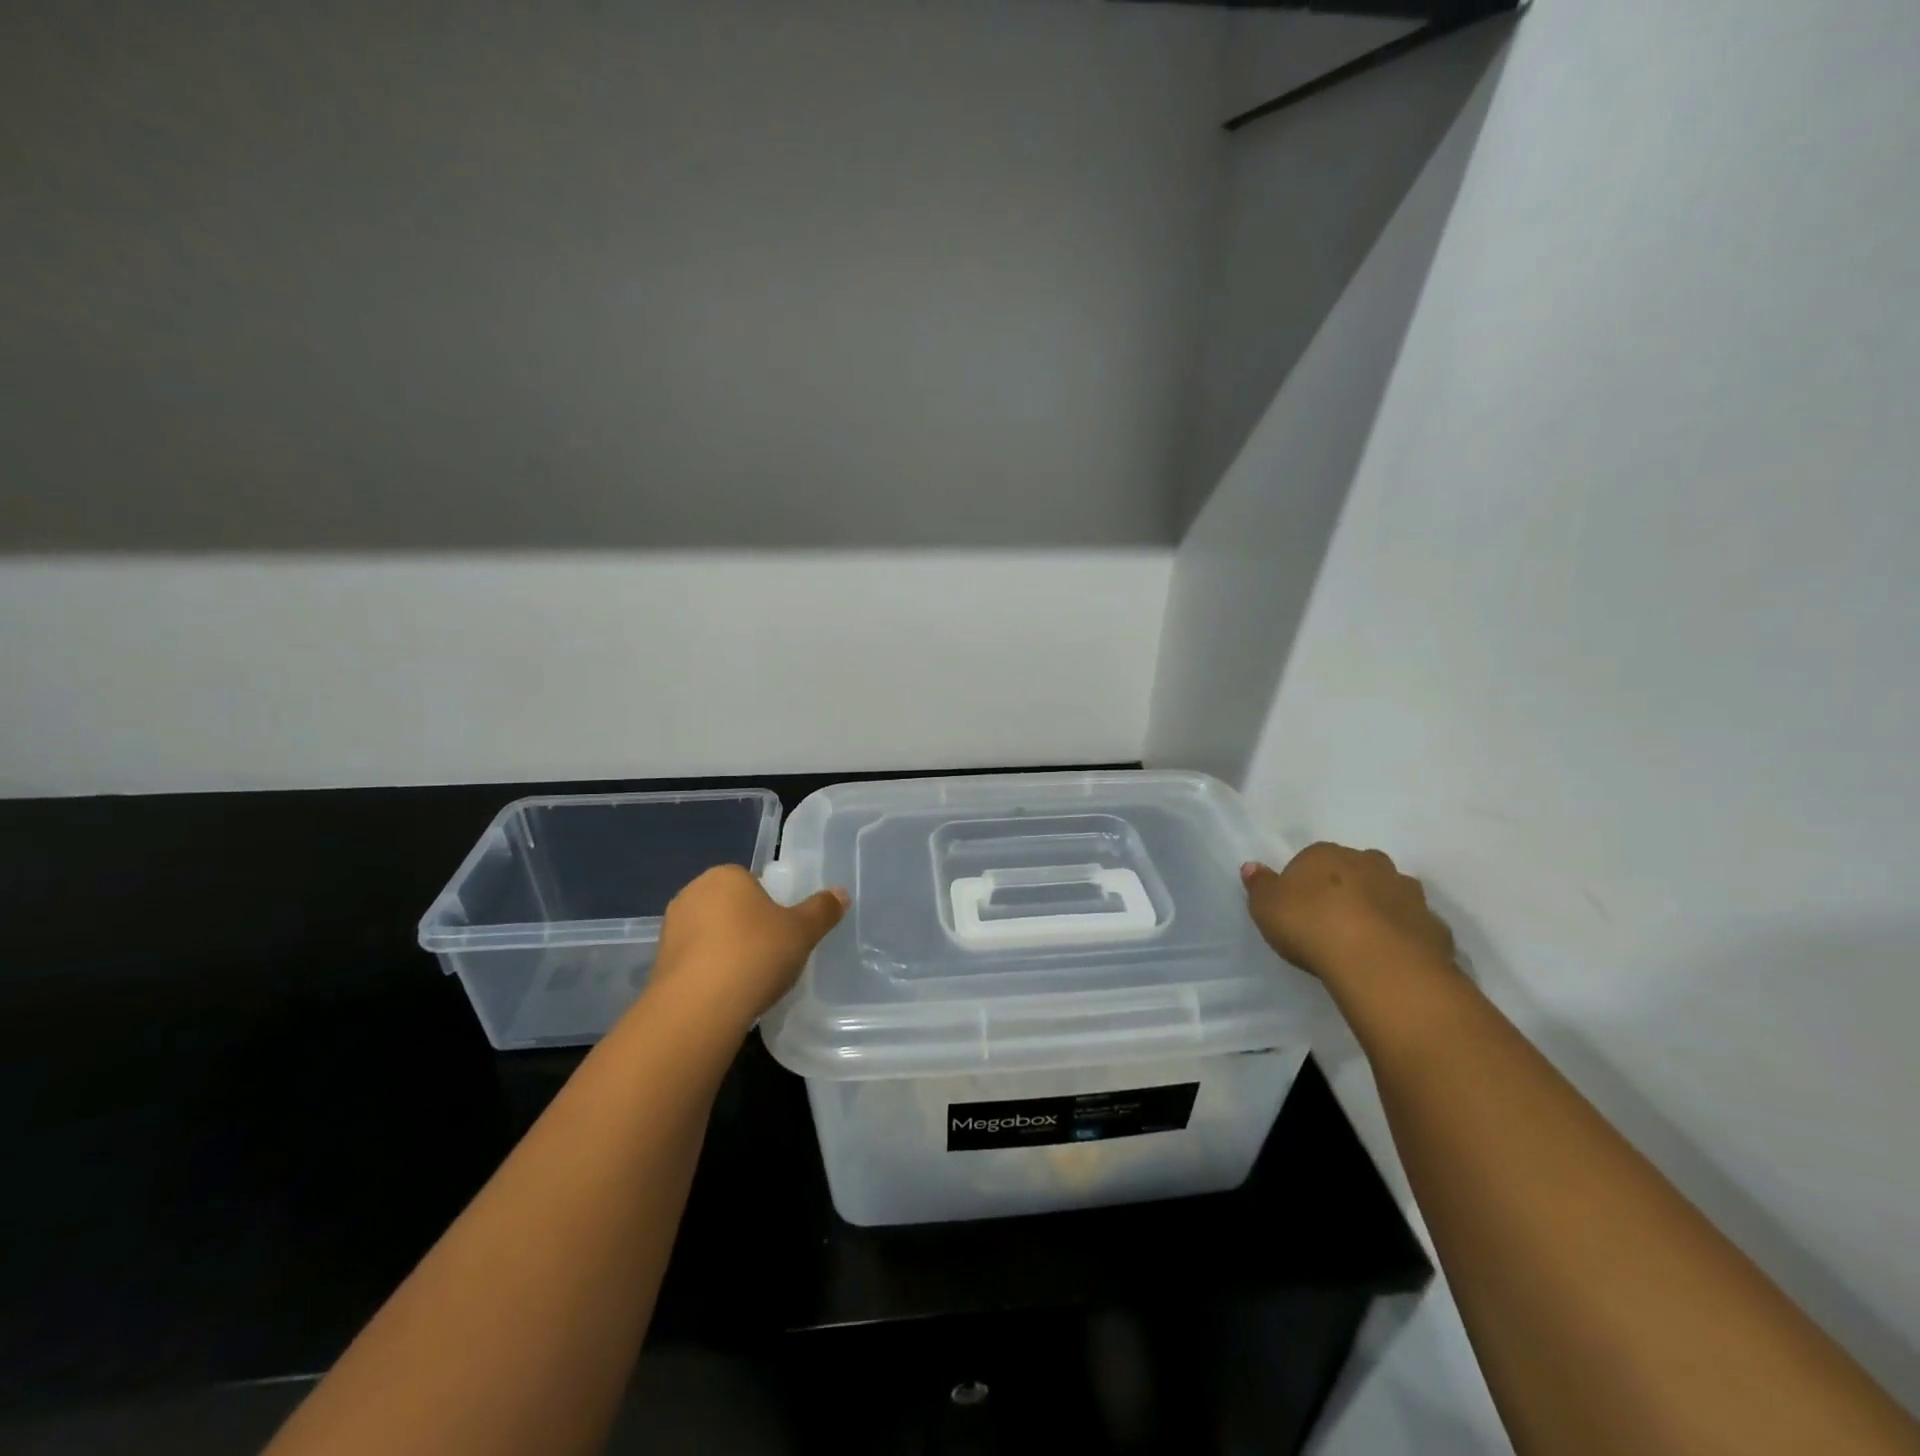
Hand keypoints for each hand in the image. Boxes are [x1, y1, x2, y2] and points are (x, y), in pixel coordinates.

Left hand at [645, 865, 847, 1031]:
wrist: (698, 1008)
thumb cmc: (755, 954)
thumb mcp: (802, 931)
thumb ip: (822, 910)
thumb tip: (841, 893)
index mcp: (726, 875)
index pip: (752, 882)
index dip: (770, 906)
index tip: (782, 933)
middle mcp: (692, 893)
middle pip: (730, 907)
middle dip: (746, 927)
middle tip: (770, 955)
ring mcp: (671, 929)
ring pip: (710, 935)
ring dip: (726, 951)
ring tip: (749, 980)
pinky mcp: (659, 964)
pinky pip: (694, 962)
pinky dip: (709, 973)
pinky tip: (726, 995)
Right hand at [1241, 843, 1454, 992]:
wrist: (1379, 963)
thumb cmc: (1312, 926)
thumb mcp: (1266, 907)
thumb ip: (1259, 885)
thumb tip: (1252, 866)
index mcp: (1326, 853)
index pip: (1311, 859)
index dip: (1304, 883)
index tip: (1297, 909)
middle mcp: (1370, 863)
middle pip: (1355, 871)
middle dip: (1346, 889)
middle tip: (1330, 922)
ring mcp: (1408, 893)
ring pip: (1389, 895)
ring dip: (1378, 910)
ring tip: (1361, 942)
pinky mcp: (1434, 926)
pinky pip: (1413, 927)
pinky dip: (1403, 937)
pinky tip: (1389, 959)